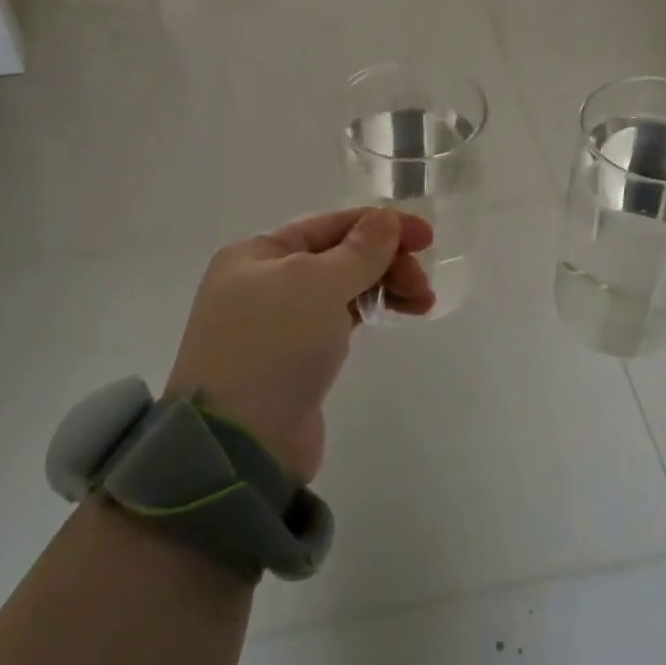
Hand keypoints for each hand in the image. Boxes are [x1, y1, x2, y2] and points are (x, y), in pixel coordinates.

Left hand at [164, 208, 434, 482]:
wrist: (239, 445)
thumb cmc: (274, 346)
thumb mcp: (317, 284)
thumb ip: (359, 250)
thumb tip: (386, 219)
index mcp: (257, 254)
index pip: (328, 224)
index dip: (380, 225)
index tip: (426, 236)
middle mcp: (264, 281)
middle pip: (338, 256)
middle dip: (385, 262)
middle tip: (422, 283)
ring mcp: (278, 322)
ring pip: (342, 288)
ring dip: (384, 287)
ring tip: (423, 303)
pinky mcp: (296, 358)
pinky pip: (339, 319)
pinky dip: (369, 311)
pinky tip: (396, 314)